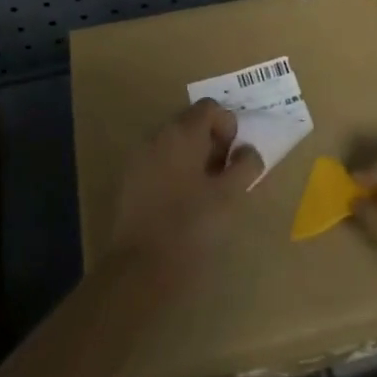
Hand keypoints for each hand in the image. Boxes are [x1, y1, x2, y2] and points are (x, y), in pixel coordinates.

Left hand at [107, 99, 263, 278]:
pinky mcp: (129, 181)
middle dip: (212, 142)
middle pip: (190, 123)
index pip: (210, 108)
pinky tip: (182, 202)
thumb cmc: (192, 226)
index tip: (234, 158)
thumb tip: (247, 150)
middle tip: (224, 176)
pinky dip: (175, 171)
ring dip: (194, 158)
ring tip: (206, 192)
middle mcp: (156, 136)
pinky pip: (159, 163)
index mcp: (181, 133)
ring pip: (174, 144)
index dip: (228, 127)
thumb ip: (245, 166)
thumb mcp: (230, 196)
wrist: (141, 268)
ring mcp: (139, 158)